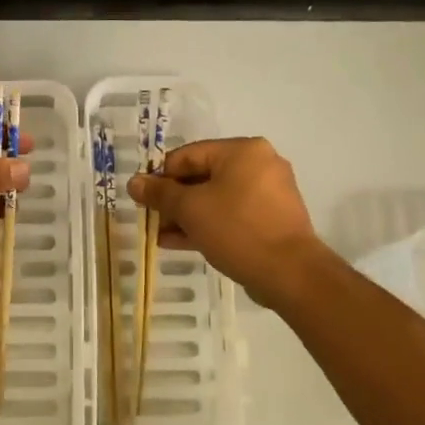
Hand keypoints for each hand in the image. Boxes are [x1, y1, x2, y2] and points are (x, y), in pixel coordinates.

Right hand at [128, 137, 325, 304]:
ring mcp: (269, 193)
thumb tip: (134, 182)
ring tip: (160, 235)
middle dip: (173, 200)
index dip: (160, 176)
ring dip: (187, 216)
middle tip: (150, 219)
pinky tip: (181, 242)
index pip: (188, 155)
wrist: (290, 273)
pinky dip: (208, 224)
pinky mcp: (272, 219)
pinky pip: (232, 215)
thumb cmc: (237, 229)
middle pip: (203, 176)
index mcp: (242, 150)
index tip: (142, 199)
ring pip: (216, 198)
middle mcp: (259, 164)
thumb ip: (160, 193)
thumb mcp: (190, 209)